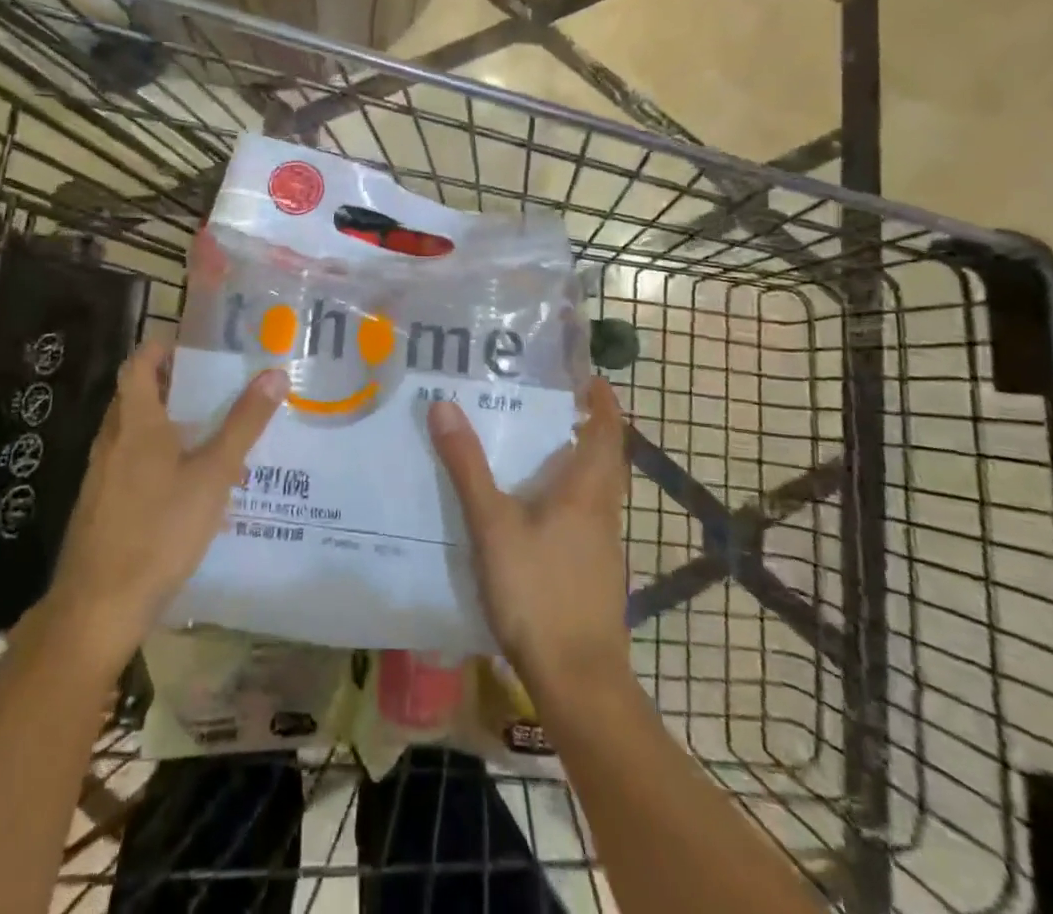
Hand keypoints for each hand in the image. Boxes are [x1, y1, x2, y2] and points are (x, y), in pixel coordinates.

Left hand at [40, 343, 286, 671]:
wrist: (98, 607)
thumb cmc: (159, 530)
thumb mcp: (213, 475)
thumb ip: (243, 424)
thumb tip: (275, 373)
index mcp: (136, 423)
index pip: (140, 365)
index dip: (161, 348)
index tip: (193, 347)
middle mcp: (112, 441)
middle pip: (136, 397)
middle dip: (171, 387)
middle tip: (213, 389)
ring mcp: (101, 476)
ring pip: (134, 434)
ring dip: (166, 426)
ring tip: (209, 437)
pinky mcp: (100, 506)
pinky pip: (130, 466)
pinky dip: (156, 461)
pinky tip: (186, 489)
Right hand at [429, 377, 629, 698]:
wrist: (577, 679)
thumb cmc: (538, 592)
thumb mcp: (493, 524)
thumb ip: (468, 467)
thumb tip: (444, 405)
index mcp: (588, 489)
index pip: (608, 429)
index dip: (601, 398)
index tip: (582, 373)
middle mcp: (602, 510)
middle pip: (602, 455)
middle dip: (580, 424)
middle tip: (541, 399)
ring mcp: (600, 544)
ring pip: (592, 487)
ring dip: (571, 459)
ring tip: (529, 443)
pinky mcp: (591, 571)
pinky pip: (581, 515)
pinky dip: (563, 494)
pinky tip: (529, 506)